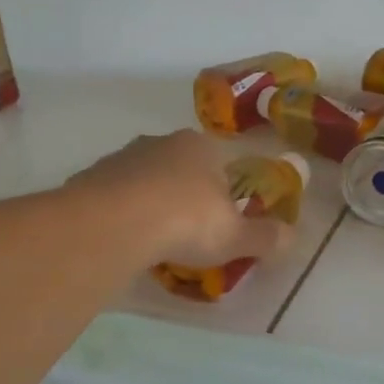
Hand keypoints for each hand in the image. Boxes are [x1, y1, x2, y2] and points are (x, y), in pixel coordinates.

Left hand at [69, 130, 294, 268]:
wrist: (114, 223)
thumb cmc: (186, 221)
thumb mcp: (235, 236)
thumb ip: (265, 237)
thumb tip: (292, 238)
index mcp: (201, 147)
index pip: (219, 164)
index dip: (222, 193)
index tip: (218, 222)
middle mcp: (161, 142)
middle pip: (179, 168)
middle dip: (184, 196)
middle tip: (187, 233)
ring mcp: (122, 157)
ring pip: (144, 180)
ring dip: (150, 203)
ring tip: (153, 241)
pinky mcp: (91, 177)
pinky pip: (114, 197)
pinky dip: (121, 214)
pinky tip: (124, 240)